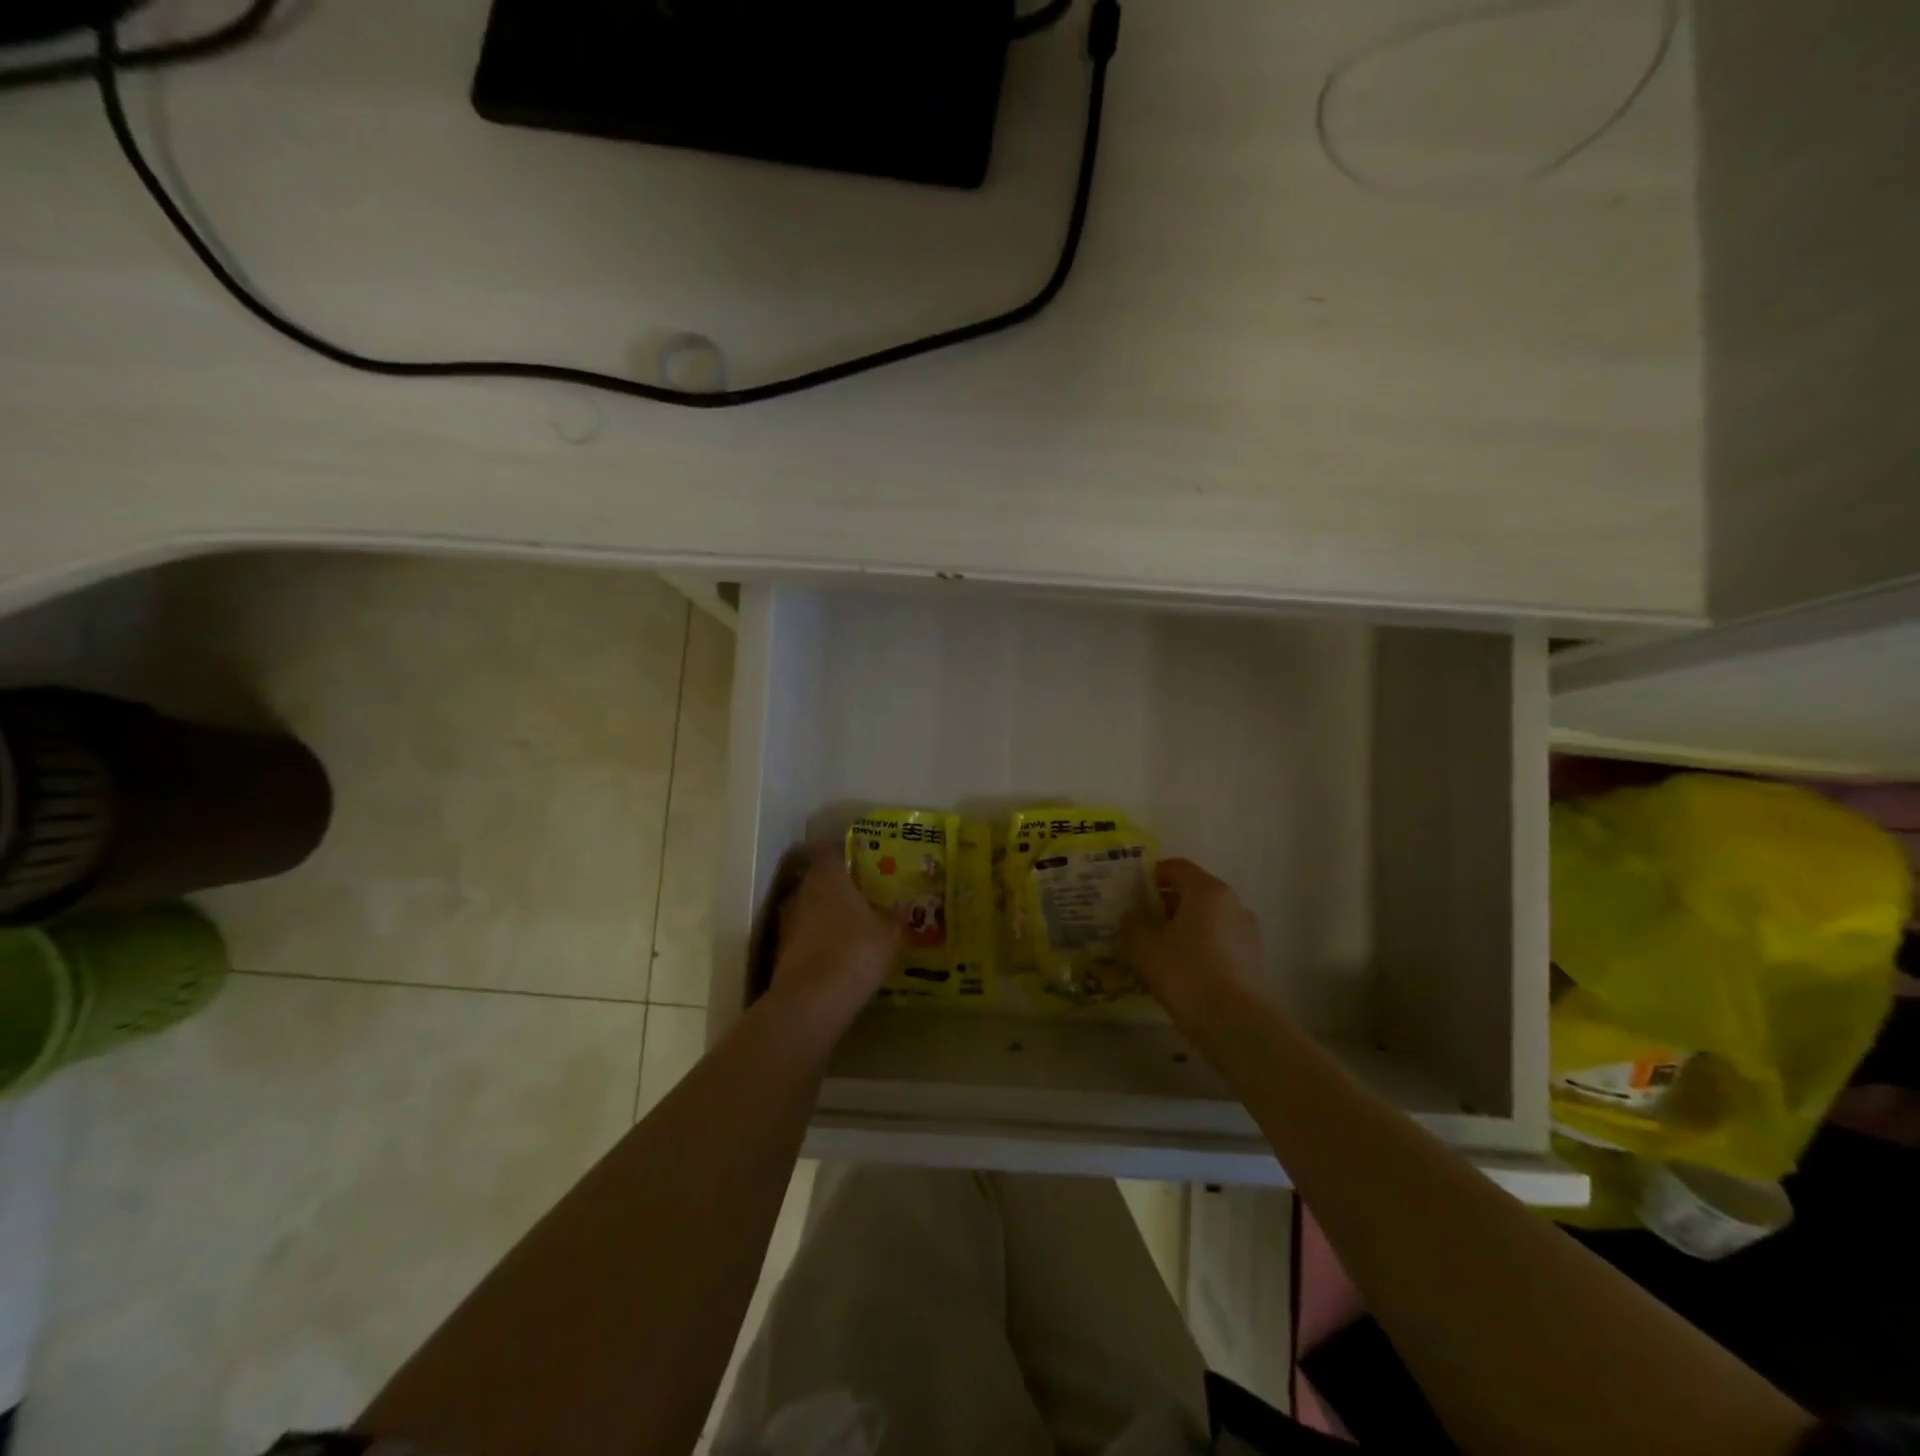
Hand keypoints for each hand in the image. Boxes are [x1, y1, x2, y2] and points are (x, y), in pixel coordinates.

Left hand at [771, 844, 899, 1011]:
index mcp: (828, 877)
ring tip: (851, 926)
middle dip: (838, 886)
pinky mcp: (781, 950)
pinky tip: (837, 954)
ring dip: (826, 914)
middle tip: (863, 895)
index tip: (862, 860)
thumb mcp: (889, 935)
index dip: (844, 853)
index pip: (830, 850)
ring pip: (809, 908)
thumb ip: (895, 916)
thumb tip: (904, 906)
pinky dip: (818, 940)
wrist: (811, 1001)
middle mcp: (803, 891)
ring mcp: (788, 921)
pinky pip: (804, 935)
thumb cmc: (856, 952)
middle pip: (818, 879)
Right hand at [1121, 858, 1262, 1020]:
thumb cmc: (1186, 973)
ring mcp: (1246, 932)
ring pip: (1206, 919)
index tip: (1132, 894)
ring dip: (1182, 927)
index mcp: (1207, 890)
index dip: (1151, 876)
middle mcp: (1232, 903)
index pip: (1176, 867)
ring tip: (1158, 951)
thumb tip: (1131, 916)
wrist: (1236, 1024)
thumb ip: (1132, 924)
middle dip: (1165, 904)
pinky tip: (1181, 971)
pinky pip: (1218, 942)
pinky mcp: (1252, 959)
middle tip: (1140, 924)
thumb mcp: (1144, 946)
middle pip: (1193, 892)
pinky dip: (1199, 947)